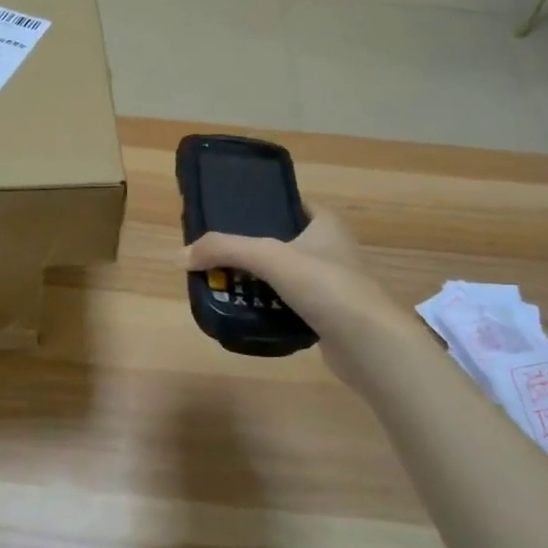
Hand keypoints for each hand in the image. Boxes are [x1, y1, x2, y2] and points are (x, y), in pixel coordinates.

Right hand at [182, 207, 412, 384]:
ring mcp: (332, 284)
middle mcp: (332, 249)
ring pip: (285, 276)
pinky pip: (291, 305)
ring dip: (259, 281)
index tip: (230, 216)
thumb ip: (224, 250)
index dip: (262, 206)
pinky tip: (248, 312)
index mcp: (325, 223)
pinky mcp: (328, 316)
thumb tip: (179, 256)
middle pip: (283, 241)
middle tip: (218, 255)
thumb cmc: (324, 285)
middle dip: (252, 249)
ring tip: (224, 284)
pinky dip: (270, 307)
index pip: (290, 204)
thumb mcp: (269, 257)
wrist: (368, 343)